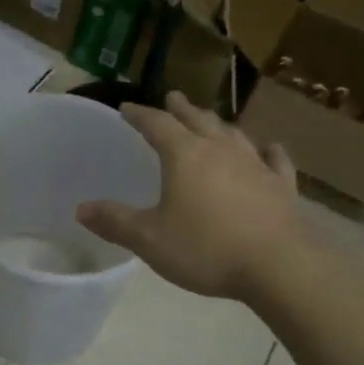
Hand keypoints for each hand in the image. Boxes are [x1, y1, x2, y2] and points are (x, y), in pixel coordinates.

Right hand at [77, 91, 314, 301]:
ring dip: (218, 124)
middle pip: (197, 120)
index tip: (126, 108)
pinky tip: (269, 148)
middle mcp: (220, 150)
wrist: (280, 266)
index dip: (140, 115)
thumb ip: (115, 222)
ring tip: (211, 121)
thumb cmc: (207, 248)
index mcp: (184, 156)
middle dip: (181, 109)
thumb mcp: (150, 240)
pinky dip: (267, 151)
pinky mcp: (282, 186)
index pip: (156, 124)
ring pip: (233, 134)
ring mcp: (255, 165)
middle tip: (173, 98)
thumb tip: (81, 209)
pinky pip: (274, 160)